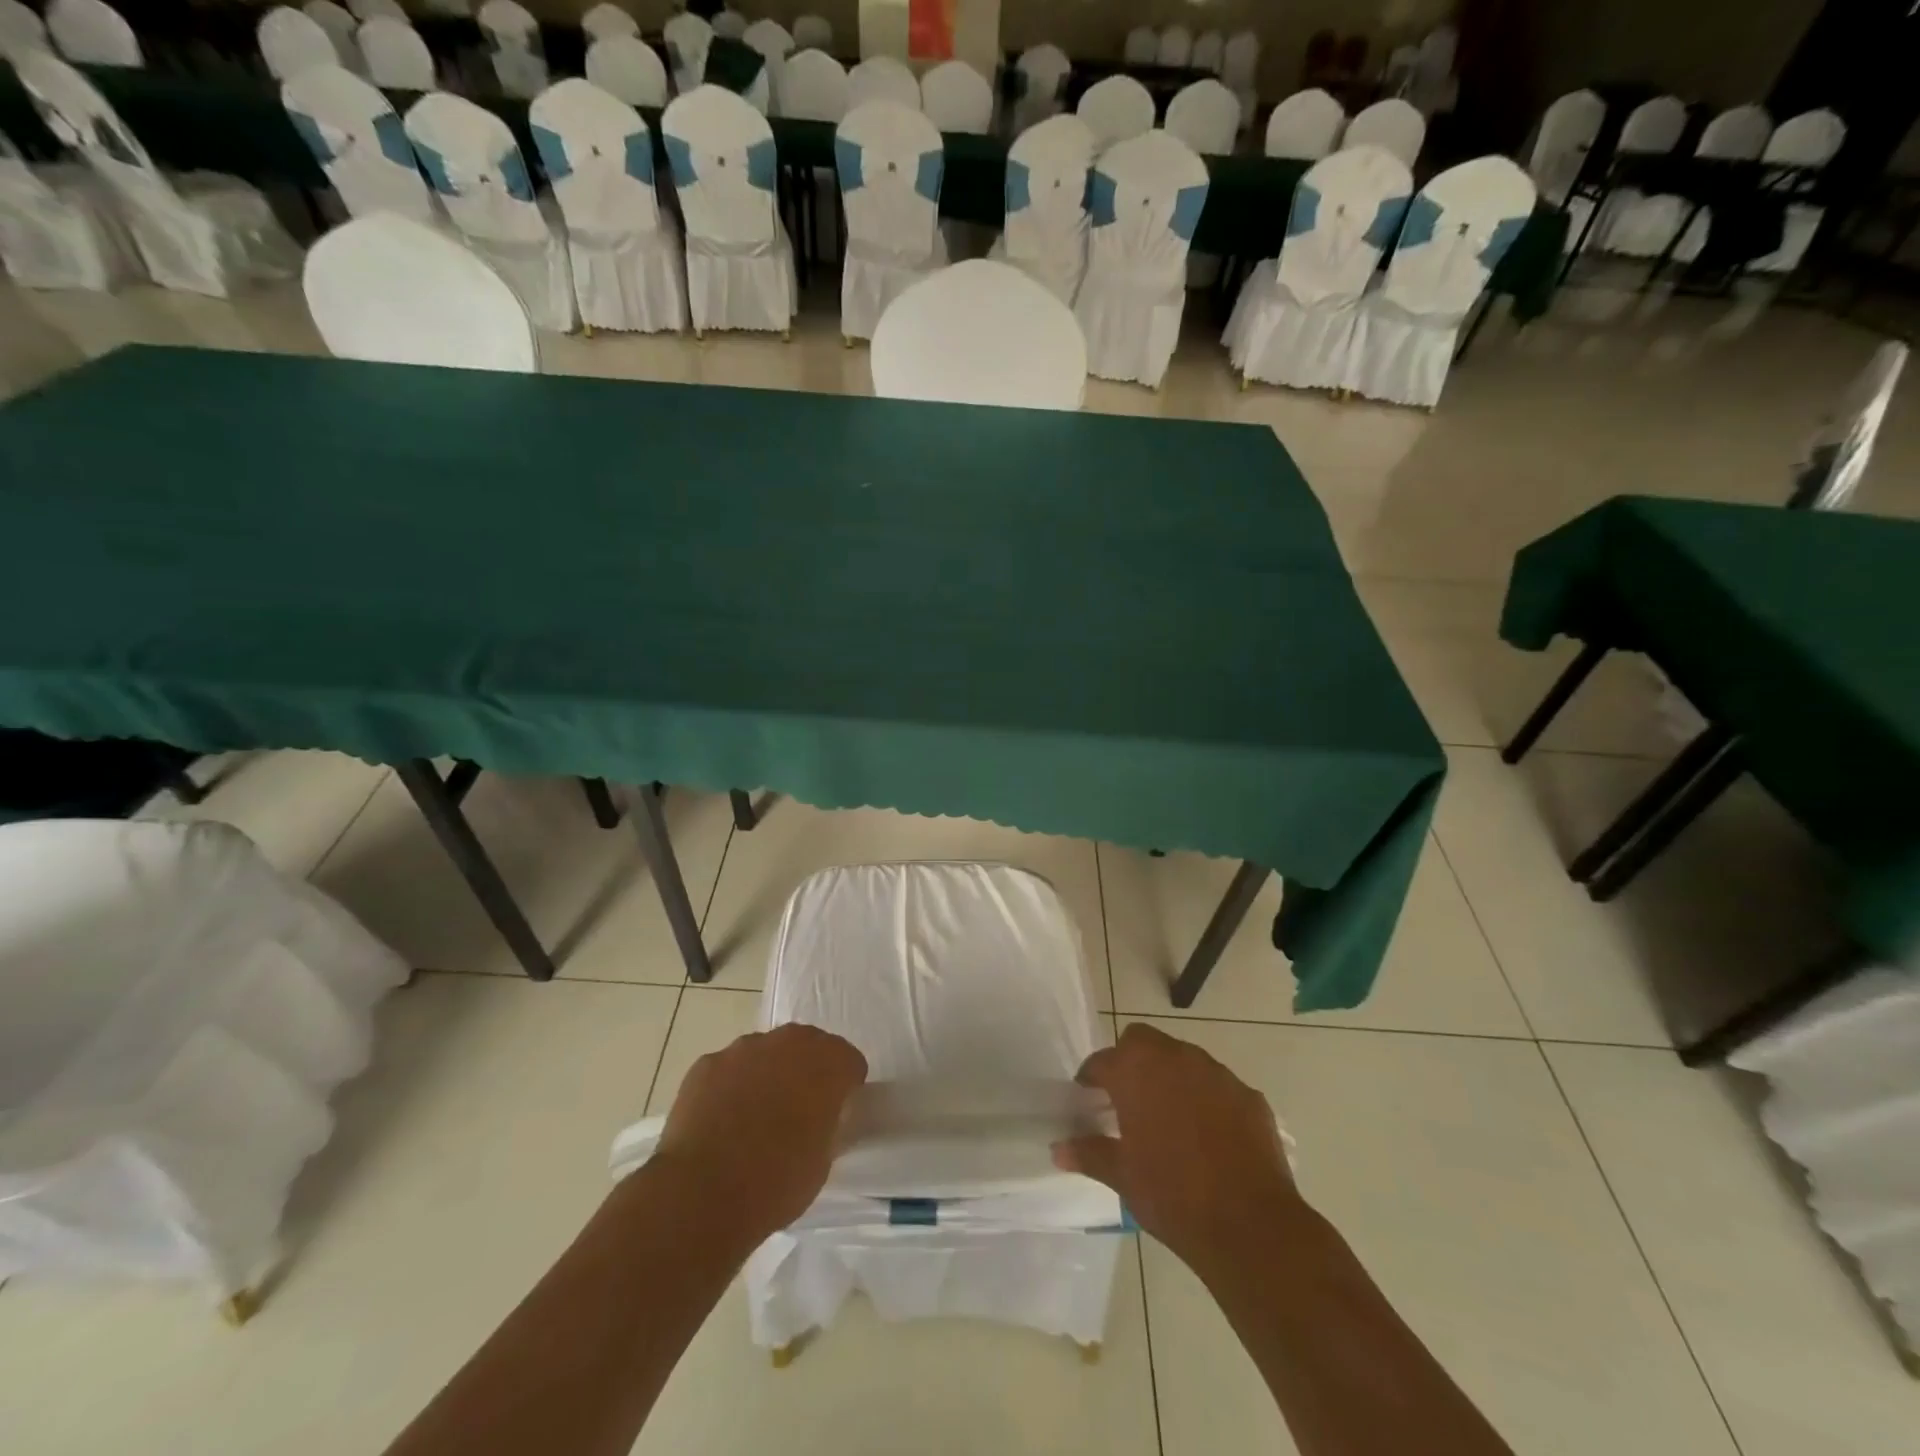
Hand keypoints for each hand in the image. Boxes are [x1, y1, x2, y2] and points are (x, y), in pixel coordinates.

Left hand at [651, 1024, 867, 1243]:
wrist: (701, 1195)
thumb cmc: (775, 1184)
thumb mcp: (822, 1161)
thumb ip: (827, 1125)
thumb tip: (820, 1118)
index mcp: (827, 1064)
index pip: (849, 1060)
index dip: (846, 1085)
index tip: (836, 1112)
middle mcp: (789, 1043)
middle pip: (808, 1045)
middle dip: (807, 1070)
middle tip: (798, 1110)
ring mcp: (743, 1049)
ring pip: (765, 1052)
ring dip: (767, 1074)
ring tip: (753, 1117)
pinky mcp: (707, 1064)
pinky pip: (728, 1069)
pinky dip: (730, 1087)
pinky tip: (720, 1122)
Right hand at [1054, 1023, 1300, 1276]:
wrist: (1250, 1225)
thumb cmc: (1172, 1196)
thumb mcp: (1123, 1176)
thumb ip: (1089, 1154)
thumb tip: (1058, 1149)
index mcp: (1136, 1071)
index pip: (1102, 1060)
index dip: (1091, 1078)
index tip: (1088, 1098)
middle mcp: (1175, 1058)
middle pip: (1142, 1041)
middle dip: (1130, 1061)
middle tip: (1127, 1099)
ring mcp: (1216, 1073)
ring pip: (1183, 1059)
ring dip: (1170, 1077)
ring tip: (1168, 1117)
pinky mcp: (1249, 1095)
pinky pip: (1218, 1086)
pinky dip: (1207, 1099)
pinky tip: (1208, 1136)